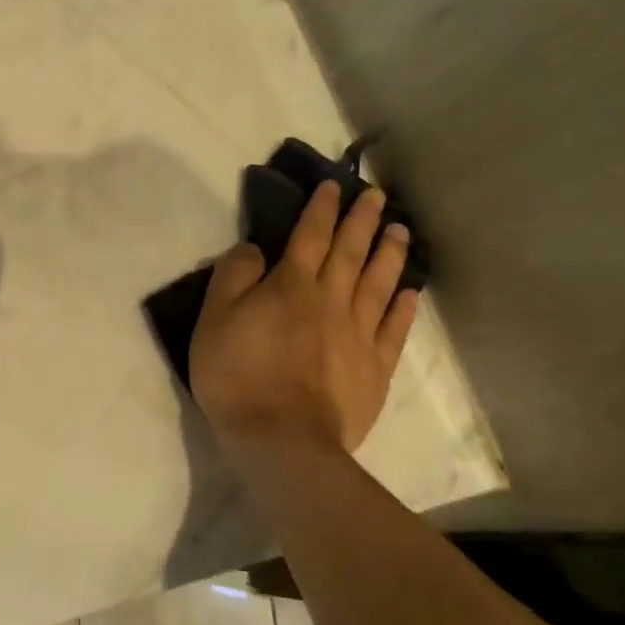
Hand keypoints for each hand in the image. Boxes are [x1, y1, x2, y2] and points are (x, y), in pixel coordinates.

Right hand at [189, 181, 418, 463]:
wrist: (281, 439)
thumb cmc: (237, 375)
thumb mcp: (213, 319)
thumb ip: (232, 277)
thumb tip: (254, 248)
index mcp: (291, 286)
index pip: (310, 236)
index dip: (321, 208)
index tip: (333, 186)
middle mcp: (331, 300)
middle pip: (351, 252)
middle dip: (362, 220)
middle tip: (377, 195)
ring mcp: (358, 334)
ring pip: (379, 283)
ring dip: (390, 253)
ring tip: (400, 230)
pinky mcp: (374, 368)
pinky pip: (394, 329)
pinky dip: (404, 306)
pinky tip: (411, 291)